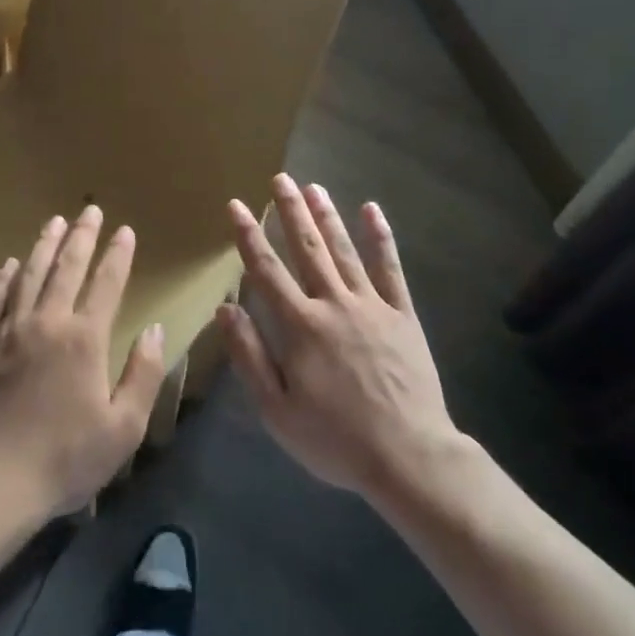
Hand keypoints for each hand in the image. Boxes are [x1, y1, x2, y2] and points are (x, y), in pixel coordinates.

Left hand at [0, 206, 167, 521]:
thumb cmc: (65, 458)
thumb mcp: (123, 428)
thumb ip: (143, 374)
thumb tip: (155, 329)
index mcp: (84, 339)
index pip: (106, 284)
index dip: (118, 255)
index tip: (125, 230)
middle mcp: (47, 322)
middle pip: (66, 268)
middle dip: (81, 236)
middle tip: (90, 210)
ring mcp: (10, 331)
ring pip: (29, 275)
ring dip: (44, 246)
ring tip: (54, 222)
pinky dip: (3, 278)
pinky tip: (9, 264)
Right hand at [218, 176, 463, 506]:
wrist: (409, 457)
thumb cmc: (335, 439)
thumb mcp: (277, 410)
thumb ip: (250, 355)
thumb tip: (225, 307)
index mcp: (300, 326)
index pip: (266, 270)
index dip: (248, 235)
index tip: (235, 205)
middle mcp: (334, 304)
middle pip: (307, 249)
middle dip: (290, 211)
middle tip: (280, 178)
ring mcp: (372, 306)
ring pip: (345, 251)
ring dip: (327, 217)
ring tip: (314, 186)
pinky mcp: (402, 315)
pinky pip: (391, 269)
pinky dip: (381, 238)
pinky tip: (372, 211)